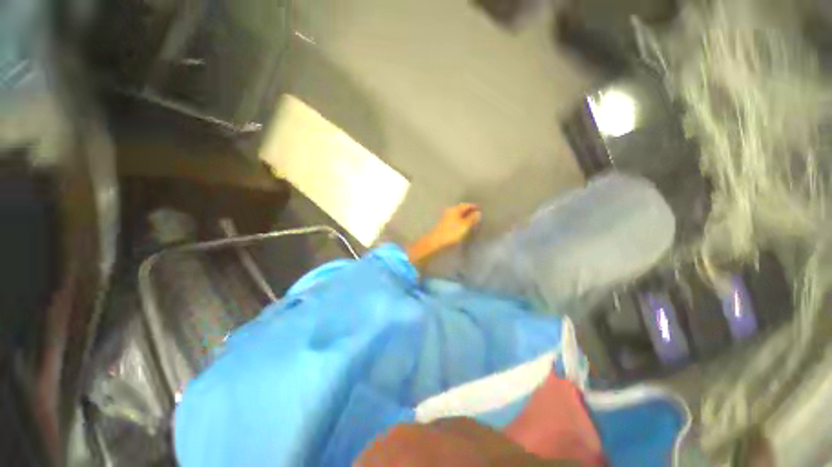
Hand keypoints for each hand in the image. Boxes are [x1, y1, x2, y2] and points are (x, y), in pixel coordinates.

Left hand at [430, 203, 481, 247]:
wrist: (436, 242)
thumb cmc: (452, 233)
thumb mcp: (465, 225)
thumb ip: (472, 218)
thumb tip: (478, 213)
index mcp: (455, 209)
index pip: (466, 205)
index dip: (474, 207)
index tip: (480, 209)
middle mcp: (450, 212)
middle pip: (462, 210)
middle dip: (470, 212)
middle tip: (478, 216)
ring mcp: (447, 219)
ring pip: (459, 216)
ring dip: (466, 218)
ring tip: (473, 223)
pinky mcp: (445, 226)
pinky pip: (456, 221)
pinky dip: (462, 223)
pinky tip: (465, 228)